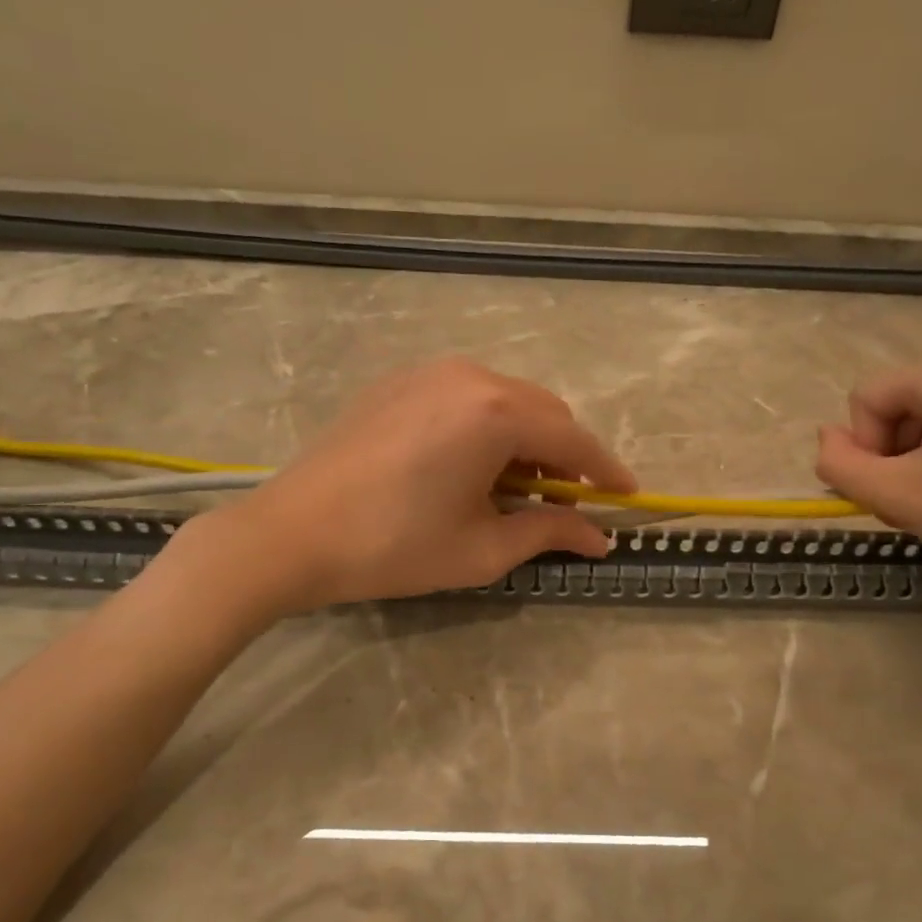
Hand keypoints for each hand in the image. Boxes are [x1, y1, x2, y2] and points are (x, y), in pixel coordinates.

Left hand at [212, 358, 635, 613]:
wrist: (292, 533)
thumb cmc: (394, 546)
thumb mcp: (482, 549)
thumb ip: (549, 532)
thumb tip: (599, 536)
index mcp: (495, 413)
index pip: (573, 439)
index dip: (606, 471)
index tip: (629, 496)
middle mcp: (469, 376)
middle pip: (544, 412)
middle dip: (566, 456)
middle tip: (568, 503)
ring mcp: (429, 372)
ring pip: (506, 400)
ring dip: (527, 440)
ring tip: (518, 489)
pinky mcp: (399, 382)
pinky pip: (467, 396)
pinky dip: (488, 427)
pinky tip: (472, 466)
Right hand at [814, 347, 921, 612]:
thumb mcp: (895, 495)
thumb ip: (839, 465)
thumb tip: (824, 438)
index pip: (864, 401)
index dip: (865, 449)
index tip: (895, 488)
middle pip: (889, 408)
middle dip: (888, 457)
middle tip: (913, 502)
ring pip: (914, 421)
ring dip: (909, 464)